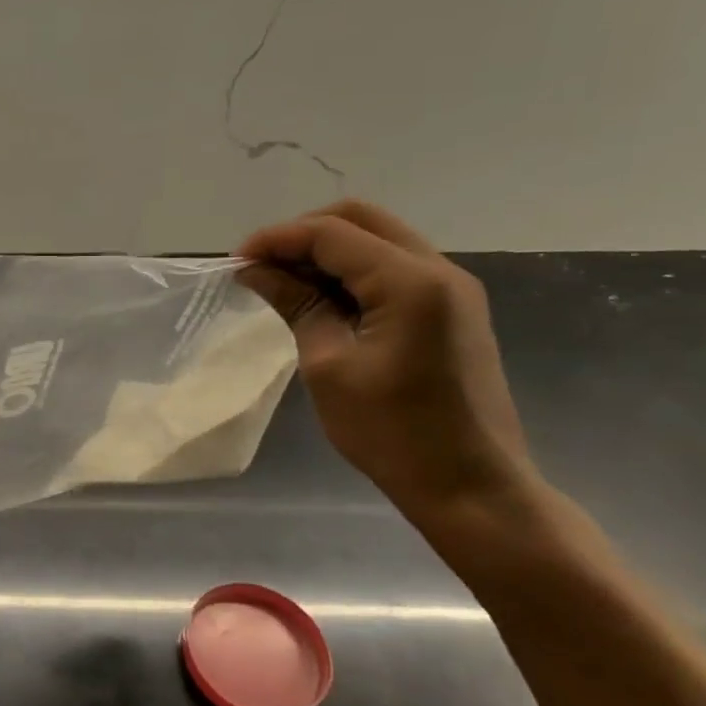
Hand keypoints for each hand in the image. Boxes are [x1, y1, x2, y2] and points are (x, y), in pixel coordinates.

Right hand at [237, 200, 535, 521]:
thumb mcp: (328, 366)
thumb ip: (297, 305)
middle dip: (302, 234)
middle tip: (258, 267)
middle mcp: (440, 270)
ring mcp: (452, 289)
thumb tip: (255, 271)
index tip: (234, 264)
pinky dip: (351, 271)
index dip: (277, 240)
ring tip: (281, 283)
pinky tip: (320, 299)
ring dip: (326, 251)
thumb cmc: (391, 431)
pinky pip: (393, 268)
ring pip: (378, 239)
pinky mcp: (451, 310)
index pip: (332, 234)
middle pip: (361, 220)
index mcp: (411, 283)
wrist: (470, 485)